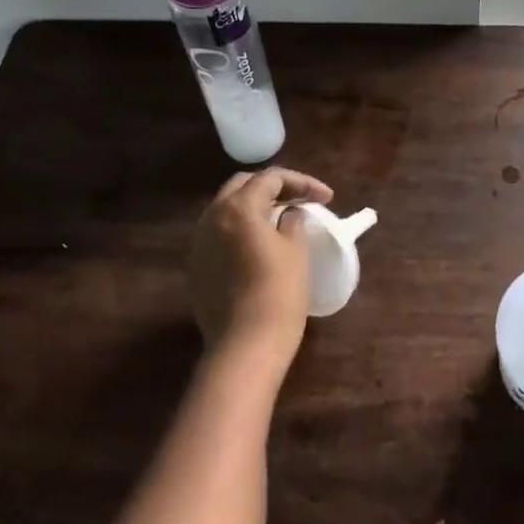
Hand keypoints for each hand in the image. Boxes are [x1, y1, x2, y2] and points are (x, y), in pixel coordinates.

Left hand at [188, 167, 332, 369]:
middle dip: (273, 187)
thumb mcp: (296, 249)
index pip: (271, 179)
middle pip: (242, 186)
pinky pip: (219, 234)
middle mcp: (212, 217)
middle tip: (300, 199)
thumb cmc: (279, 291)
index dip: (302, 183)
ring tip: (281, 218)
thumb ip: (292, 221)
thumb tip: (289, 213)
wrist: (245, 344)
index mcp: (239, 207)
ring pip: (227, 208)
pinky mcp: (196, 266)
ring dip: (254, 206)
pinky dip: (241, 229)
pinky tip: (259, 243)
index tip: (327, 198)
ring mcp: (199, 243)